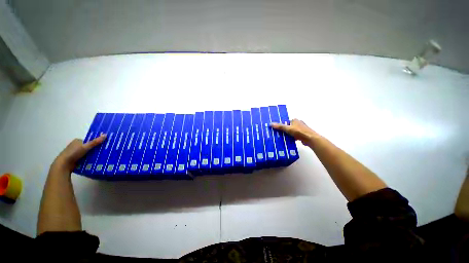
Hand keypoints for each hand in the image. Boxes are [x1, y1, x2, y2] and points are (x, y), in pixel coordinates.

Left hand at [52, 134, 106, 172]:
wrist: (63, 165)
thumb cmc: (73, 153)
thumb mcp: (85, 147)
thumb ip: (95, 142)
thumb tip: (106, 135)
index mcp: (77, 141)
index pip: (89, 141)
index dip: (96, 143)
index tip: (103, 146)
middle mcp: (76, 146)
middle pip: (89, 147)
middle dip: (95, 150)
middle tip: (104, 152)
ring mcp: (75, 153)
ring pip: (87, 153)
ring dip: (93, 155)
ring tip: (101, 157)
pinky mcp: (75, 159)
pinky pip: (85, 158)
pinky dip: (89, 159)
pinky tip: (94, 162)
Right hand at [271, 119, 319, 145]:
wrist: (310, 139)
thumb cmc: (299, 132)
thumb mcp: (288, 128)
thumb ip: (280, 126)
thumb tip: (270, 124)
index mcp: (295, 120)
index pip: (286, 121)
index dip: (282, 125)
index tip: (277, 129)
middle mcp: (298, 123)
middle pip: (289, 126)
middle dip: (284, 130)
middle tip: (278, 134)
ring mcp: (301, 129)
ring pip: (292, 131)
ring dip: (288, 134)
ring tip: (282, 138)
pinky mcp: (303, 135)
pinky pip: (295, 136)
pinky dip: (292, 138)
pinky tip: (288, 141)